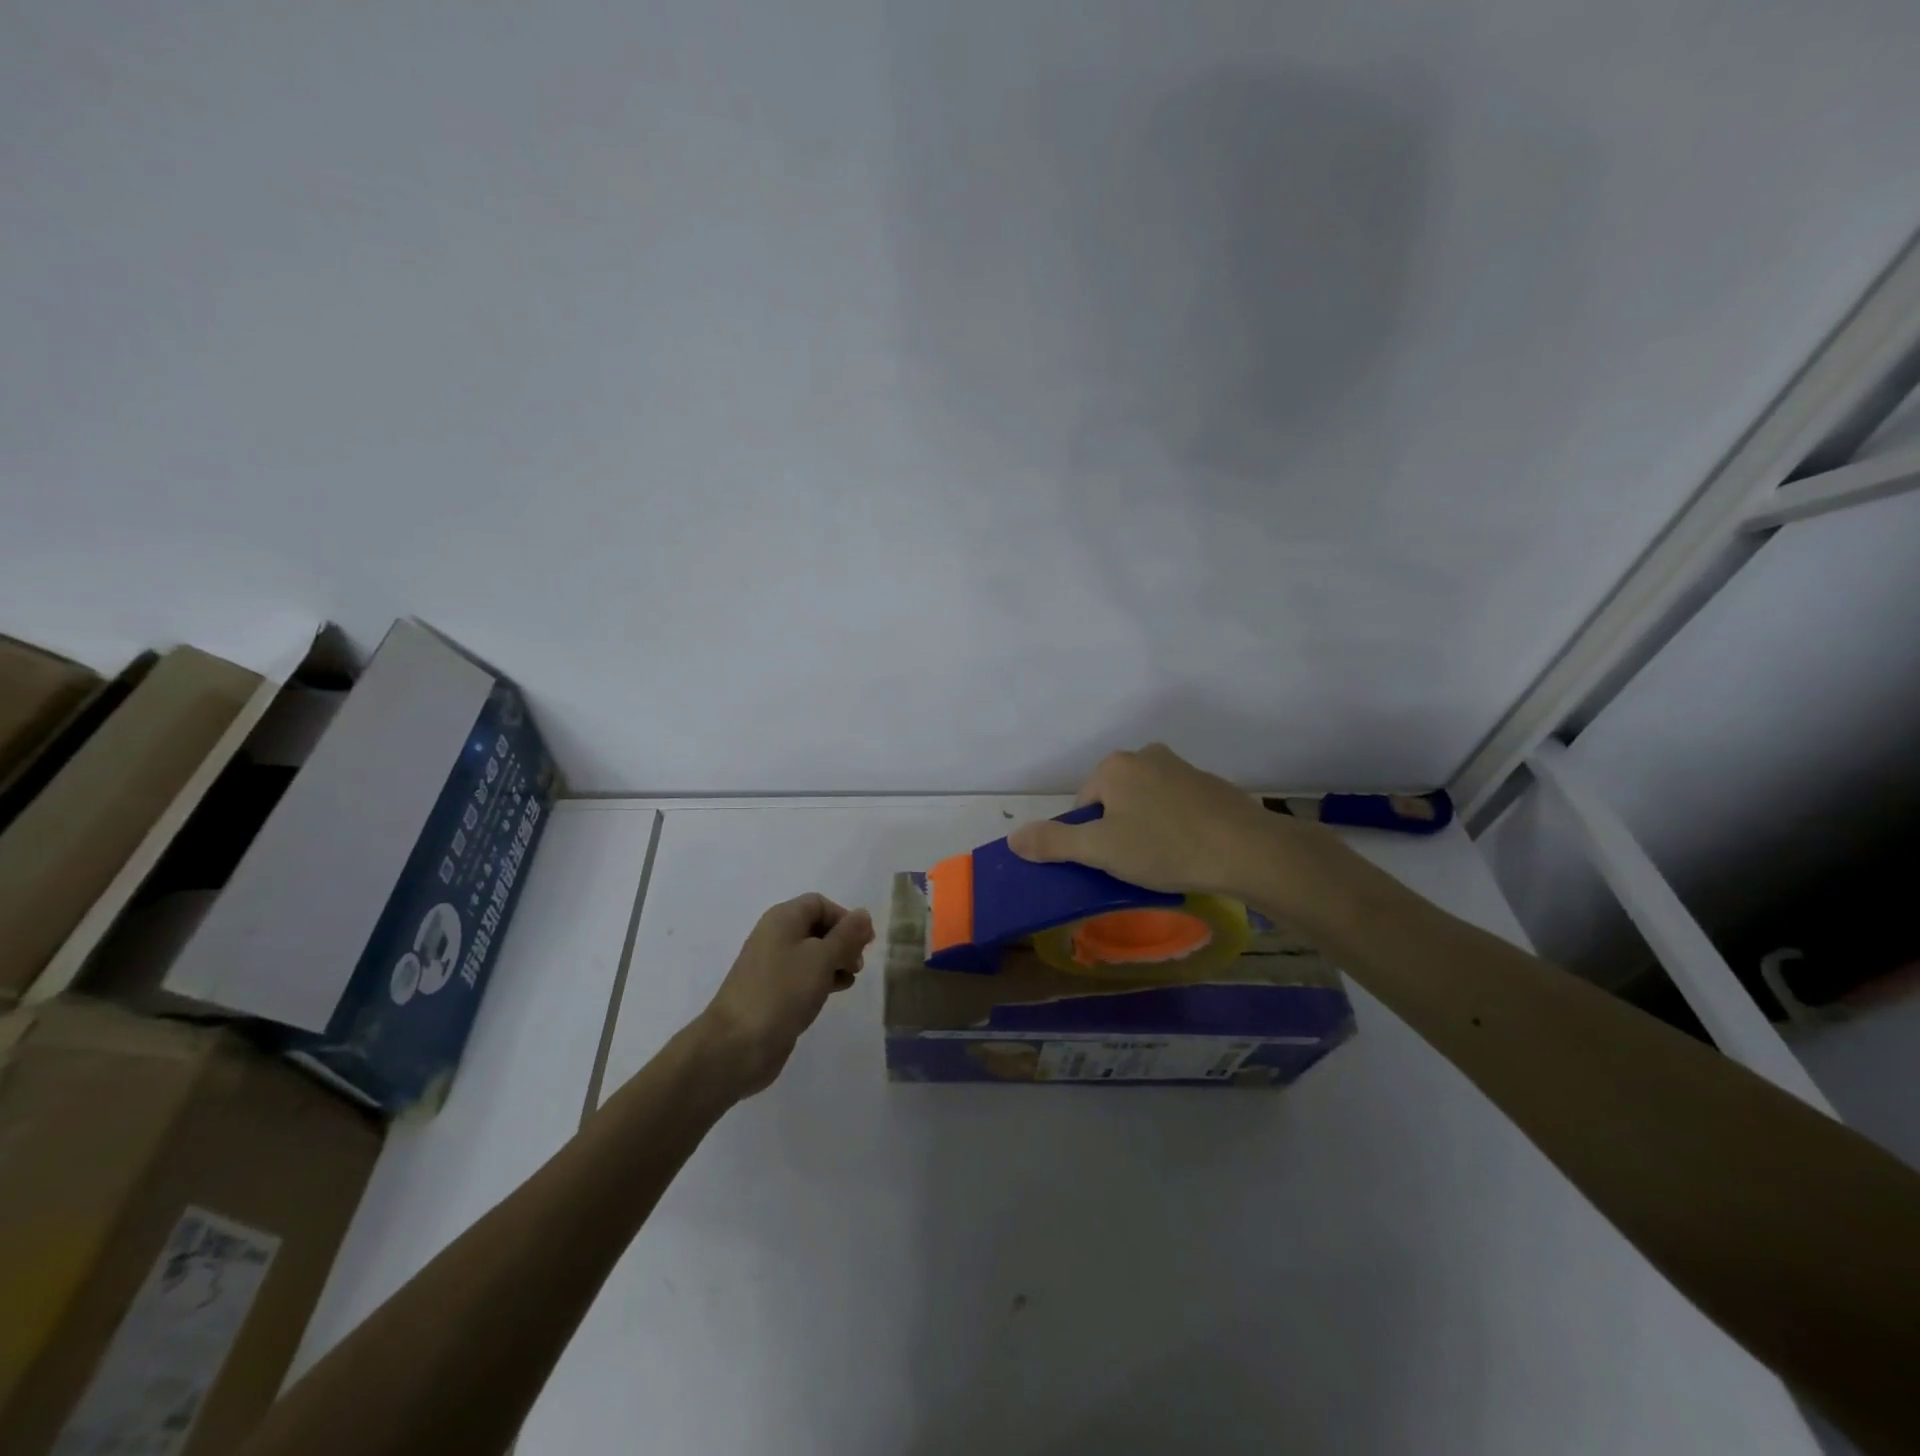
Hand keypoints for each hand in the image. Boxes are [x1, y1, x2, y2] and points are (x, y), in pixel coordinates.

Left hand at [695, 893, 873, 1098]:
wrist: (737, 1045)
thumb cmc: (782, 991)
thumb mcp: (821, 958)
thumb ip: (846, 935)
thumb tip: (863, 914)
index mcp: (782, 920)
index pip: (819, 904)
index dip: (844, 918)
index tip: (864, 942)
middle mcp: (775, 937)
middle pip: (816, 927)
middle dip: (842, 941)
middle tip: (858, 963)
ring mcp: (772, 968)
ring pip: (812, 954)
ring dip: (835, 962)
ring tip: (851, 978)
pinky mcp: (774, 994)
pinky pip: (803, 977)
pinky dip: (823, 979)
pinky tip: (836, 992)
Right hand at [1008, 743, 1339, 910]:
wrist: (1247, 850)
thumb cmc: (1164, 847)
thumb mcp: (1100, 850)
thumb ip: (1054, 842)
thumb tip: (1014, 838)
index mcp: (1115, 766)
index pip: (1083, 804)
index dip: (1091, 837)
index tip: (1111, 861)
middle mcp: (1146, 756)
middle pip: (1114, 800)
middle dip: (1119, 829)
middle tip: (1136, 863)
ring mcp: (1182, 767)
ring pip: (1147, 802)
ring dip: (1148, 827)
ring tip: (1165, 860)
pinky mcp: (1211, 785)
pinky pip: (1178, 806)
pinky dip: (1177, 825)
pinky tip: (1190, 851)